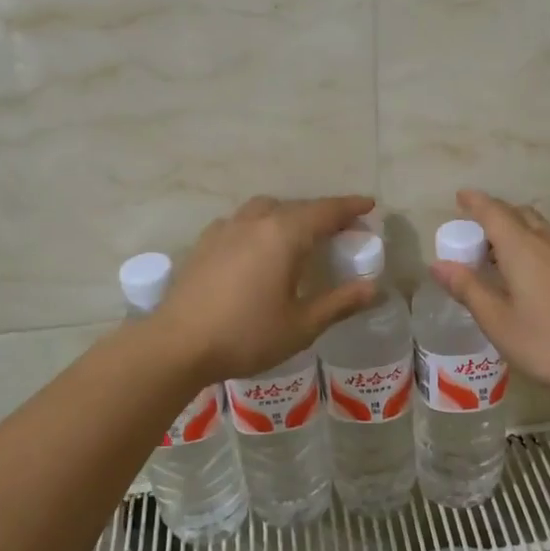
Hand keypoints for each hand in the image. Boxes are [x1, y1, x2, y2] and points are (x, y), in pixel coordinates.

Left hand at [156, 195, 377, 381]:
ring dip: (288, 215)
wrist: (177, 345)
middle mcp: (255, 222)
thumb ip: (339, 303)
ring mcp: (225, 230)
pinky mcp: (205, 244)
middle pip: (296, 207)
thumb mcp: (301, 326)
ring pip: (265, 210)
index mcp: (284, 235)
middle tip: (340, 229)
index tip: (369, 205)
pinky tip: (258, 248)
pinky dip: (260, 225)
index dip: (350, 207)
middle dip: (322, 213)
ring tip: (300, 235)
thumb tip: (373, 288)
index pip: (325, 211)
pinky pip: (241, 222)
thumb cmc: (246, 335)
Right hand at [429, 189, 549, 402]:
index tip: (460, 197)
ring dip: (517, 233)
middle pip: (520, 215)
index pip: (494, 212)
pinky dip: (535, 248)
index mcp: (523, 248)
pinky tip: (533, 278)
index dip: (475, 202)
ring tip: (500, 258)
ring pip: (540, 230)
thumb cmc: (549, 341)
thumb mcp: (498, 321)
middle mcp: (549, 242)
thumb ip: (468, 289)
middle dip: (496, 216)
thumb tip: (438, 264)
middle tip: (476, 234)